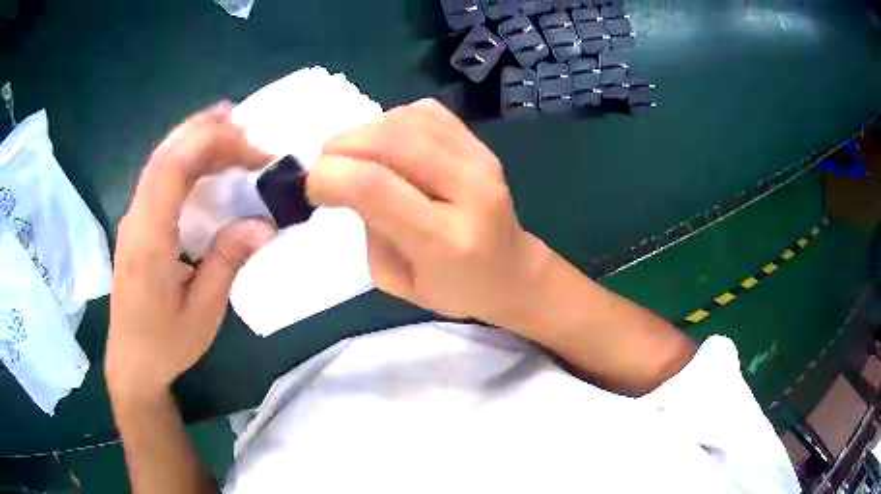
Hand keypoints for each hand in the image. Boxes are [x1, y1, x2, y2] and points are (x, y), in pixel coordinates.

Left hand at [106, 103, 275, 399]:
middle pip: (166, 154)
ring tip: (232, 132)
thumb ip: (227, 262)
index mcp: (149, 239)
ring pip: (160, 160)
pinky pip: (159, 178)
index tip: (255, 153)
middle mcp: (135, 218)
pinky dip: (186, 159)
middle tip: (247, 127)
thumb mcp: (203, 312)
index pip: (174, 168)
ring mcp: (132, 219)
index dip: (215, 145)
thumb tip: (264, 223)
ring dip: (195, 139)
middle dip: (206, 131)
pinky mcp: (136, 224)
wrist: (132, 362)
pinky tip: (206, 161)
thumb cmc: (166, 343)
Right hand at [307, 99, 549, 326]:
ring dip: (363, 132)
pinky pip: (424, 112)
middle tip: (326, 168)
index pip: (373, 185)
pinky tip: (389, 146)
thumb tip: (350, 178)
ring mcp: (481, 159)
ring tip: (355, 158)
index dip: (328, 176)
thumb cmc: (454, 289)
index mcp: (445, 240)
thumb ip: (369, 228)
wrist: (512, 272)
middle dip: (339, 147)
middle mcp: (469, 189)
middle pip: (388, 139)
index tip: (313, 189)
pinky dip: (392, 122)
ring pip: (404, 119)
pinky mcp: (482, 143)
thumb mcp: (395, 281)